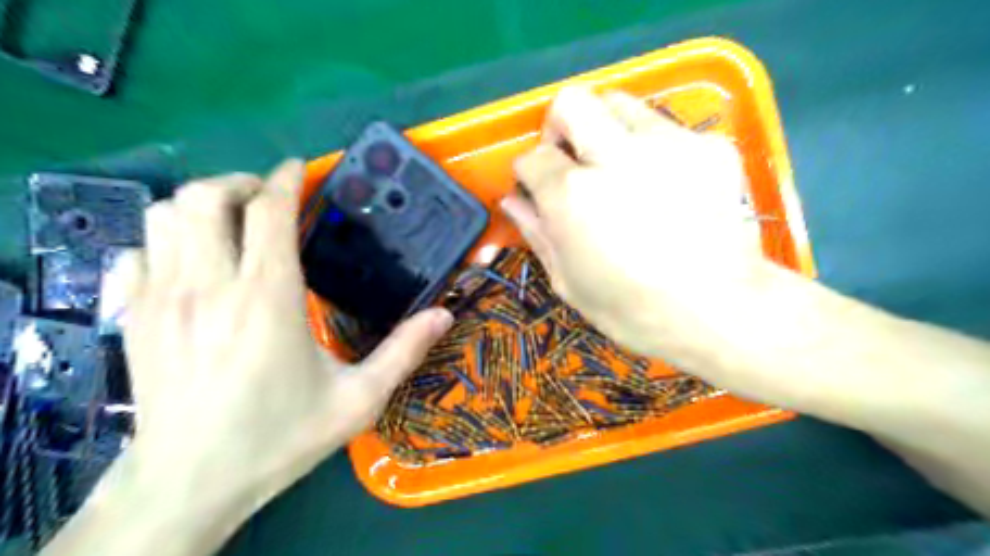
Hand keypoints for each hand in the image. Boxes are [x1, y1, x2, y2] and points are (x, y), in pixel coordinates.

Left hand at [118, 157, 449, 507]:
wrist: (192, 483)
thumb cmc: (280, 436)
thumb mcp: (358, 399)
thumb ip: (403, 350)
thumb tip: (444, 315)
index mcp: (268, 299)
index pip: (267, 211)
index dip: (284, 179)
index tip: (298, 169)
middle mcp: (209, 286)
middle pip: (205, 197)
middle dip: (239, 183)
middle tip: (267, 198)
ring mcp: (161, 299)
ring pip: (163, 216)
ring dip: (199, 205)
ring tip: (231, 222)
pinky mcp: (132, 316)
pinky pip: (135, 251)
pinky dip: (162, 240)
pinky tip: (189, 261)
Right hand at [503, 87, 763, 360]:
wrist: (718, 310)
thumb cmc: (631, 308)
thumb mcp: (568, 281)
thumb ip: (537, 233)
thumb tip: (513, 201)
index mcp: (572, 194)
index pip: (532, 156)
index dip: (528, 172)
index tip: (537, 188)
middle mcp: (615, 154)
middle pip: (571, 101)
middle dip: (560, 126)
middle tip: (572, 159)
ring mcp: (668, 143)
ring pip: (620, 102)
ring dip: (607, 128)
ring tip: (620, 167)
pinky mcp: (709, 146)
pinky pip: (668, 127)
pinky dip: (654, 147)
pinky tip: (666, 184)